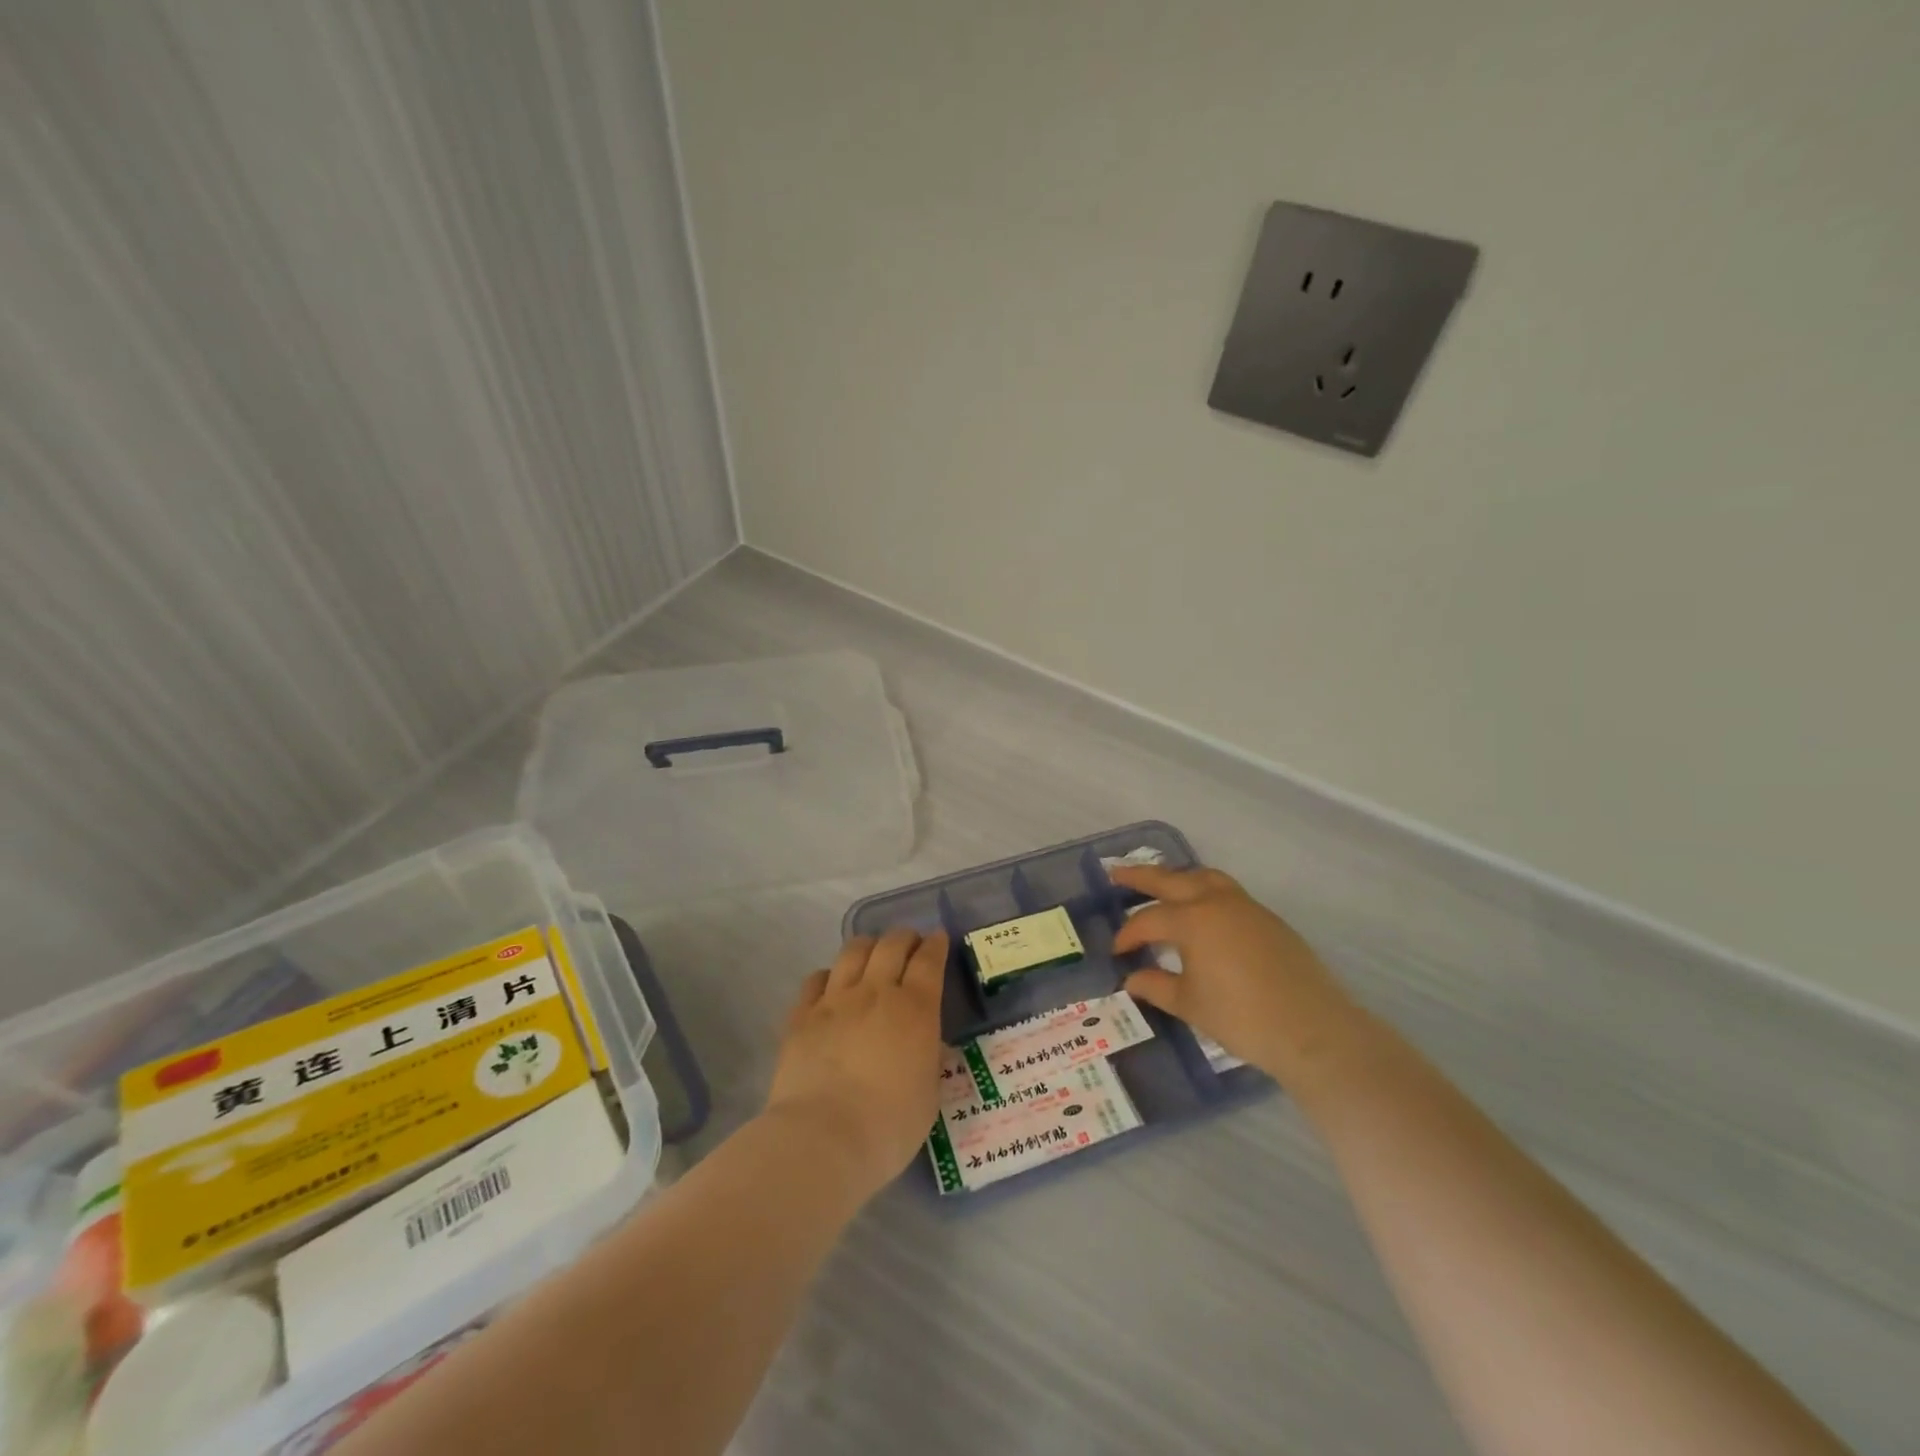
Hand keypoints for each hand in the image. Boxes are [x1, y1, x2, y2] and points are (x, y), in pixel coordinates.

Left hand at [763, 929, 947, 1201]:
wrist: (823, 1139)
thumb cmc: (889, 1126)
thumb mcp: (929, 1093)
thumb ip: (926, 1057)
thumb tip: (922, 1043)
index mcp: (916, 1009)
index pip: (929, 960)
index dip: (936, 944)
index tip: (938, 938)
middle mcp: (876, 992)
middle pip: (892, 945)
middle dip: (905, 937)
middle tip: (909, 943)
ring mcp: (835, 1000)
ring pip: (853, 952)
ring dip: (868, 946)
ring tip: (872, 953)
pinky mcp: (802, 1015)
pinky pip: (816, 979)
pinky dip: (829, 975)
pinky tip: (831, 985)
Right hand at [1110, 865, 1368, 1095]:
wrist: (1312, 1030)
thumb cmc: (1242, 1018)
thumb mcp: (1190, 1004)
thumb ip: (1156, 986)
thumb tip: (1131, 978)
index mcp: (1193, 920)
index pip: (1148, 920)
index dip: (1128, 934)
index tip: (1117, 951)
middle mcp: (1217, 902)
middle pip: (1172, 880)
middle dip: (1141, 876)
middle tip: (1116, 873)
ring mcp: (1247, 907)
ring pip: (1205, 878)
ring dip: (1179, 877)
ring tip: (1162, 883)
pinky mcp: (1269, 920)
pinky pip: (1228, 892)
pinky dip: (1205, 891)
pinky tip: (1202, 912)